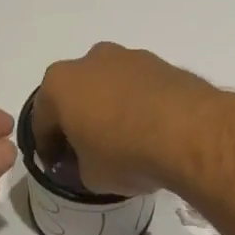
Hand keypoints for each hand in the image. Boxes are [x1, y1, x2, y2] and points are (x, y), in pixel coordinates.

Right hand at [32, 43, 232, 196]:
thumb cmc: (126, 153)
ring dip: (111, 108)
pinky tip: (151, 131)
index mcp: (60, 84)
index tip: (58, 166)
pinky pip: (141, 87)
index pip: (42, 120)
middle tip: (89, 150)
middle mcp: (91, 61)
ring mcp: (130, 57)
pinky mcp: (163, 64)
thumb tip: (88, 161)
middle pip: (76, 95)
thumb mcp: (91, 176)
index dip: (48, 147)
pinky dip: (140, 105)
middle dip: (79, 120)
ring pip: (110, 86)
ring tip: (126, 141)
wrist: (191, 132)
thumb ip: (80, 166)